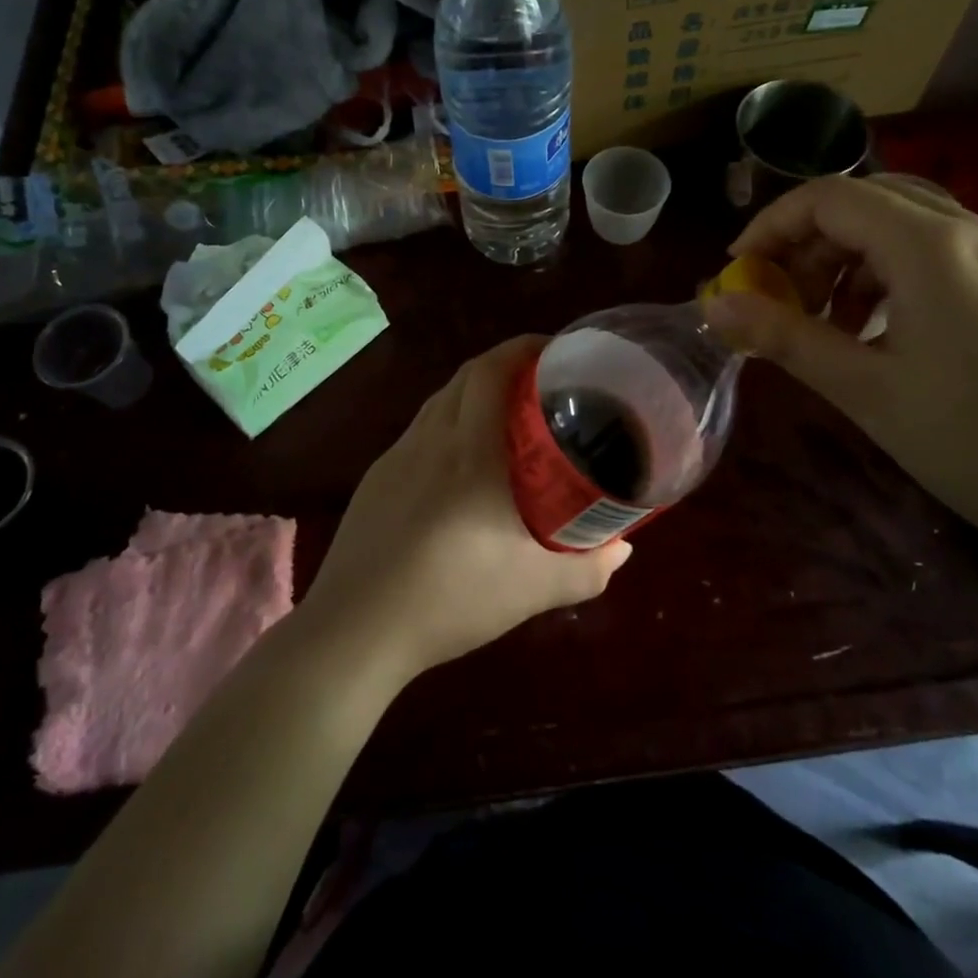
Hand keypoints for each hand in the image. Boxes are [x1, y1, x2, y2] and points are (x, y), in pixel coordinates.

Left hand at [301, 336, 632, 680]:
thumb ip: (587, 569)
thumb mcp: (533, 590)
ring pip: (440, 400)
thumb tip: (621, 549)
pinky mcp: (376, 478)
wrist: (356, 630)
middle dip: (505, 365)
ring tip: (507, 418)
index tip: (556, 351)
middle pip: (466, 375)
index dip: (523, 347)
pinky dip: (448, 423)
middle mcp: (431, 439)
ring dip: (474, 392)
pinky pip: (420, 431)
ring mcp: (397, 456)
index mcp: (471, 450)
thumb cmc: (452, 599)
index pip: (491, 370)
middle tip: (543, 384)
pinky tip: (460, 464)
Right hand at [705, 176, 977, 568]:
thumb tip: (712, 308)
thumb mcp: (866, 390)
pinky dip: (903, 280)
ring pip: (915, 230)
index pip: (830, 197)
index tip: (739, 272)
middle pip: (872, 204)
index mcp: (934, 246)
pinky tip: (898, 339)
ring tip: (838, 328)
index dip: (772, 226)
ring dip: (857, 263)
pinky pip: (955, 259)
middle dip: (812, 243)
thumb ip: (784, 337)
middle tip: (784, 301)